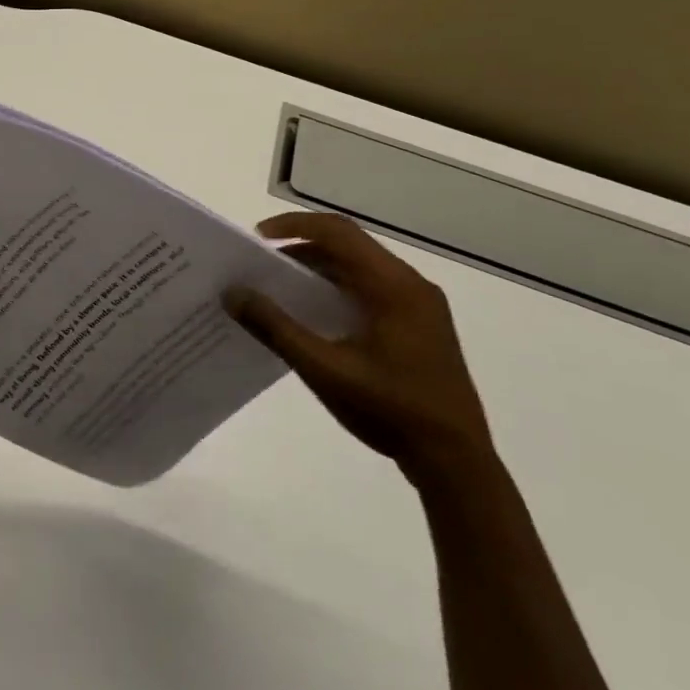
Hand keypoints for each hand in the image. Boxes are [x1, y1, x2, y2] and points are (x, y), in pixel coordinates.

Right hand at [225, 212, 496, 486]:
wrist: (457, 463)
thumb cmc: (391, 410)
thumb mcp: (324, 369)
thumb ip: (276, 328)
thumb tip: (233, 293)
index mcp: (394, 286)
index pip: (338, 232)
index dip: (293, 226)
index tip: (256, 239)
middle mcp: (410, 285)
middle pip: (349, 245)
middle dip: (301, 247)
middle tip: (260, 264)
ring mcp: (419, 306)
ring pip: (360, 267)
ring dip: (318, 269)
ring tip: (278, 288)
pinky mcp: (420, 326)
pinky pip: (371, 289)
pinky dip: (337, 289)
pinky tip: (313, 315)